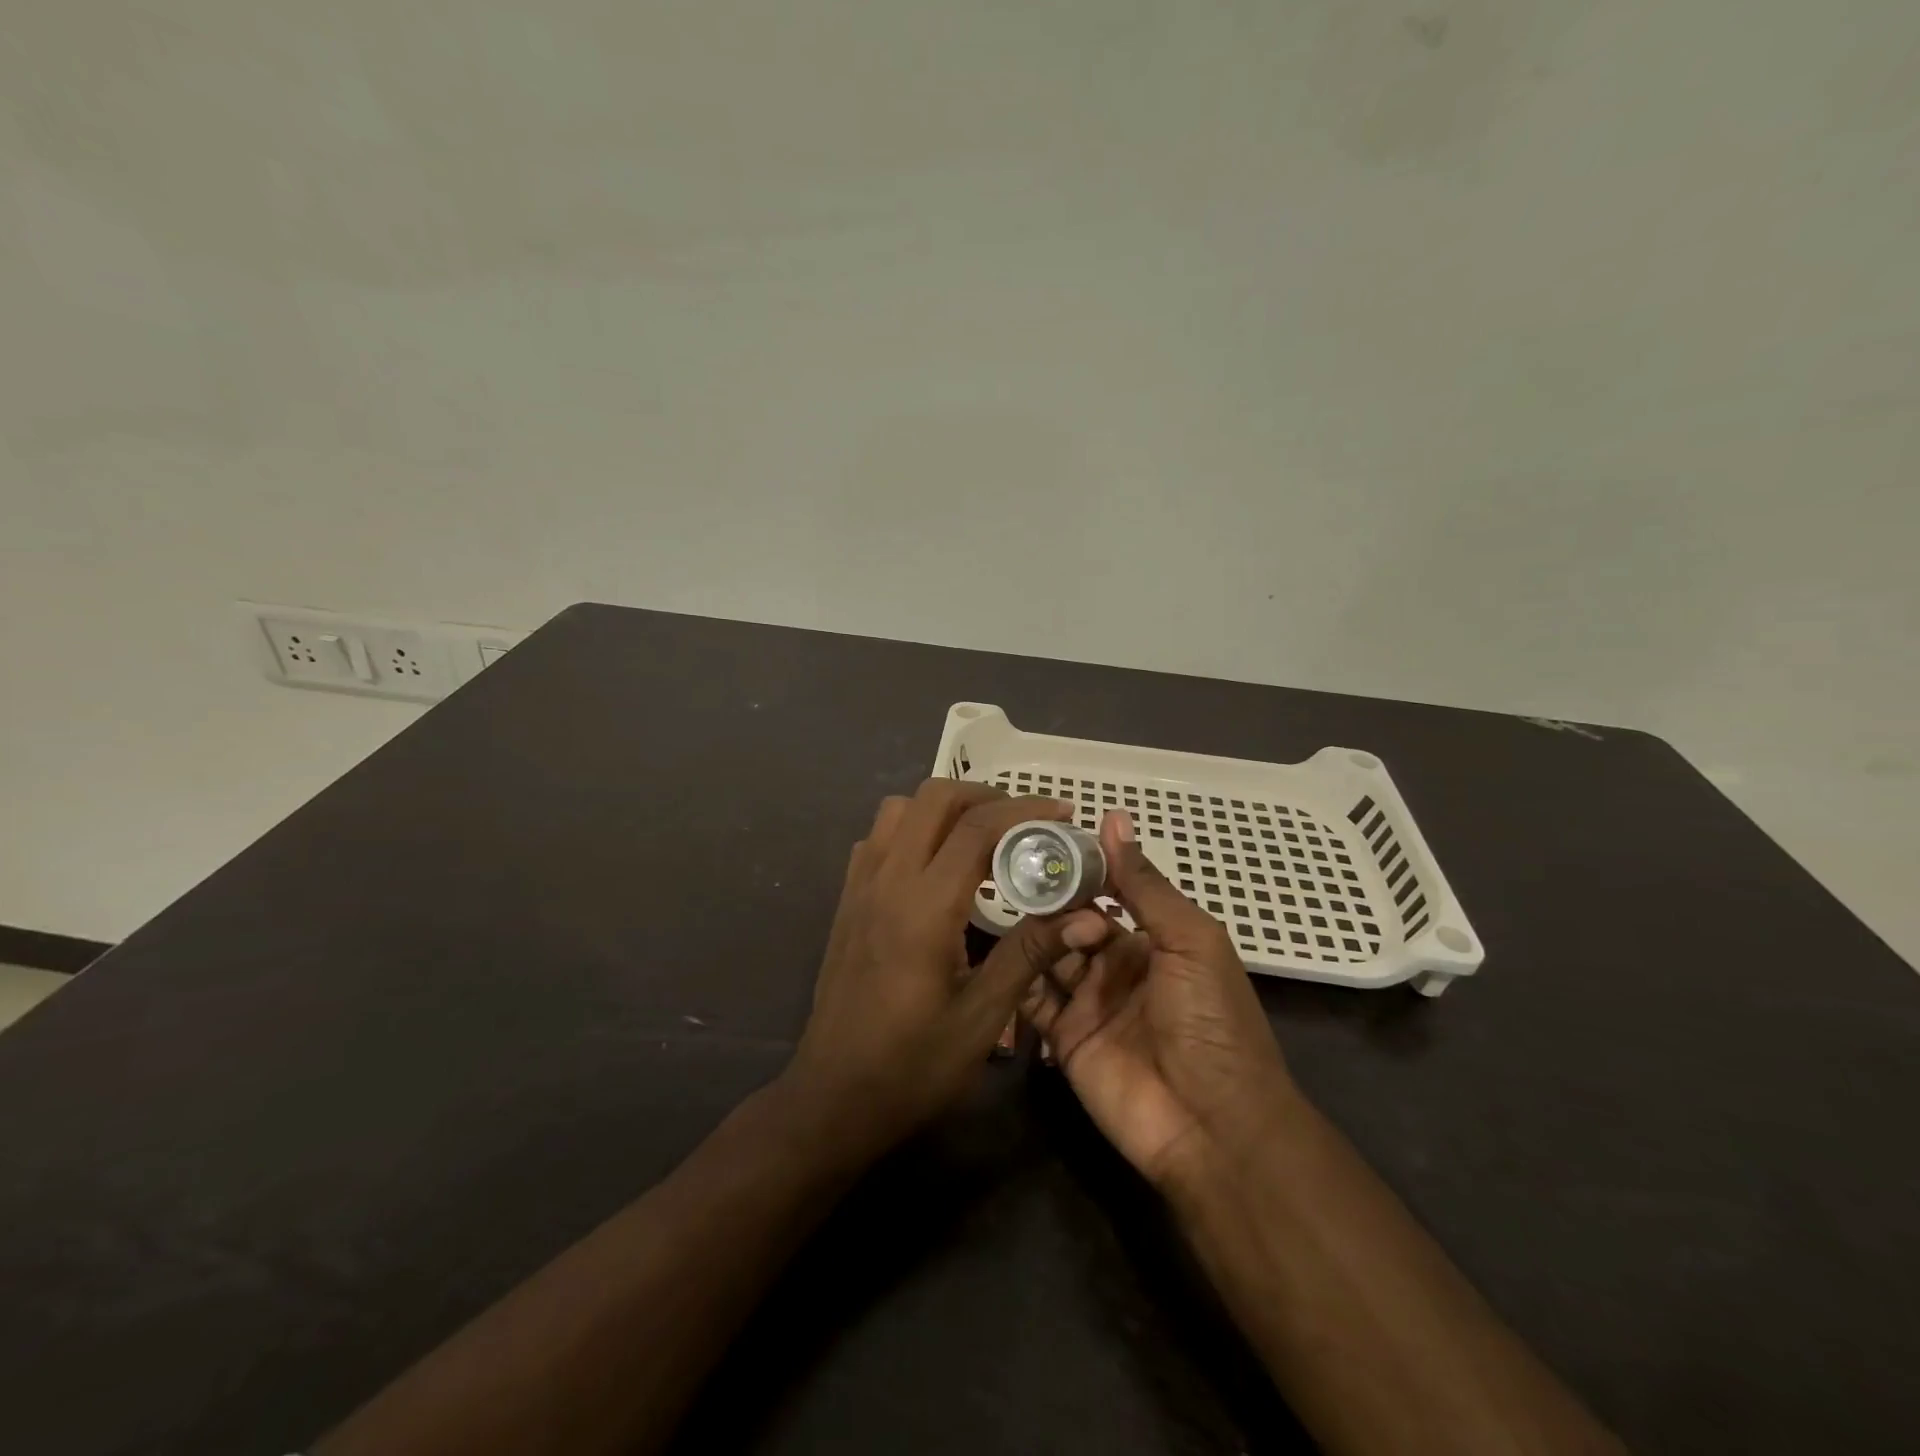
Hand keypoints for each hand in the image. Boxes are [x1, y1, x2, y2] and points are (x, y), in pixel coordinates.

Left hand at [783, 780, 1108, 1157]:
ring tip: (984, 838)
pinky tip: (936, 866)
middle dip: (986, 796)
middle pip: (933, 797)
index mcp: (923, 907)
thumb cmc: (912, 1066)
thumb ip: (1030, 954)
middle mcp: (887, 881)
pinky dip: (913, 829)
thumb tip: (1087, 915)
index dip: (1025, 811)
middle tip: (1026, 823)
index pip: (977, 827)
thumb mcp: (981, 1017)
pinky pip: (879, 838)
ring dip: (945, 808)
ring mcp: (860, 887)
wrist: (833, 1097)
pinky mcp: (847, 900)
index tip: (1063, 816)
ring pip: (899, 809)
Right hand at [1021, 809, 1298, 1187]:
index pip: (1105, 892)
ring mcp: (1086, 1002)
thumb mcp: (1189, 940)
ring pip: (1047, 955)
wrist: (1212, 1125)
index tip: (1040, 840)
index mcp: (1151, 938)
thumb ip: (1144, 884)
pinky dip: (1017, 978)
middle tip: (1020, 880)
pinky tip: (1003, 956)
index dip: (1078, 869)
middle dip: (1051, 902)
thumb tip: (1114, 817)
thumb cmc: (1210, 1020)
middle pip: (1070, 921)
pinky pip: (1032, 1000)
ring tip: (1013, 914)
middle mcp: (1115, 965)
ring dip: (1034, 935)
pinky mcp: (1062, 1038)